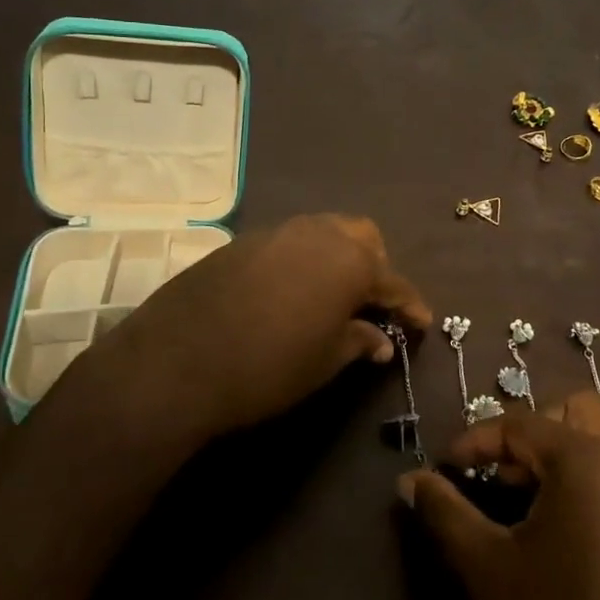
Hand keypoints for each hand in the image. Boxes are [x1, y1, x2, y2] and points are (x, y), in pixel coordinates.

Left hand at [74, 214, 430, 446]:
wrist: (177, 361)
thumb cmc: (268, 366)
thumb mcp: (323, 362)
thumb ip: (357, 342)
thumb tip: (381, 340)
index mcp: (349, 260)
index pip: (393, 281)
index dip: (411, 304)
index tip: (422, 322)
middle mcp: (317, 234)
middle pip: (362, 238)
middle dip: (375, 266)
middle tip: (373, 303)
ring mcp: (276, 232)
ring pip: (323, 232)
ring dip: (338, 258)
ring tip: (334, 296)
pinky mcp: (242, 242)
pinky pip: (289, 243)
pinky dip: (303, 262)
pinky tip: (292, 293)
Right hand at [399, 394, 599, 599]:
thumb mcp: (488, 572)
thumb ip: (446, 512)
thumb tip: (410, 480)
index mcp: (589, 461)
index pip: (521, 425)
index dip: (476, 442)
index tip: (446, 468)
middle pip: (579, 412)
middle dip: (534, 433)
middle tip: (501, 479)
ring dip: (581, 448)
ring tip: (547, 495)